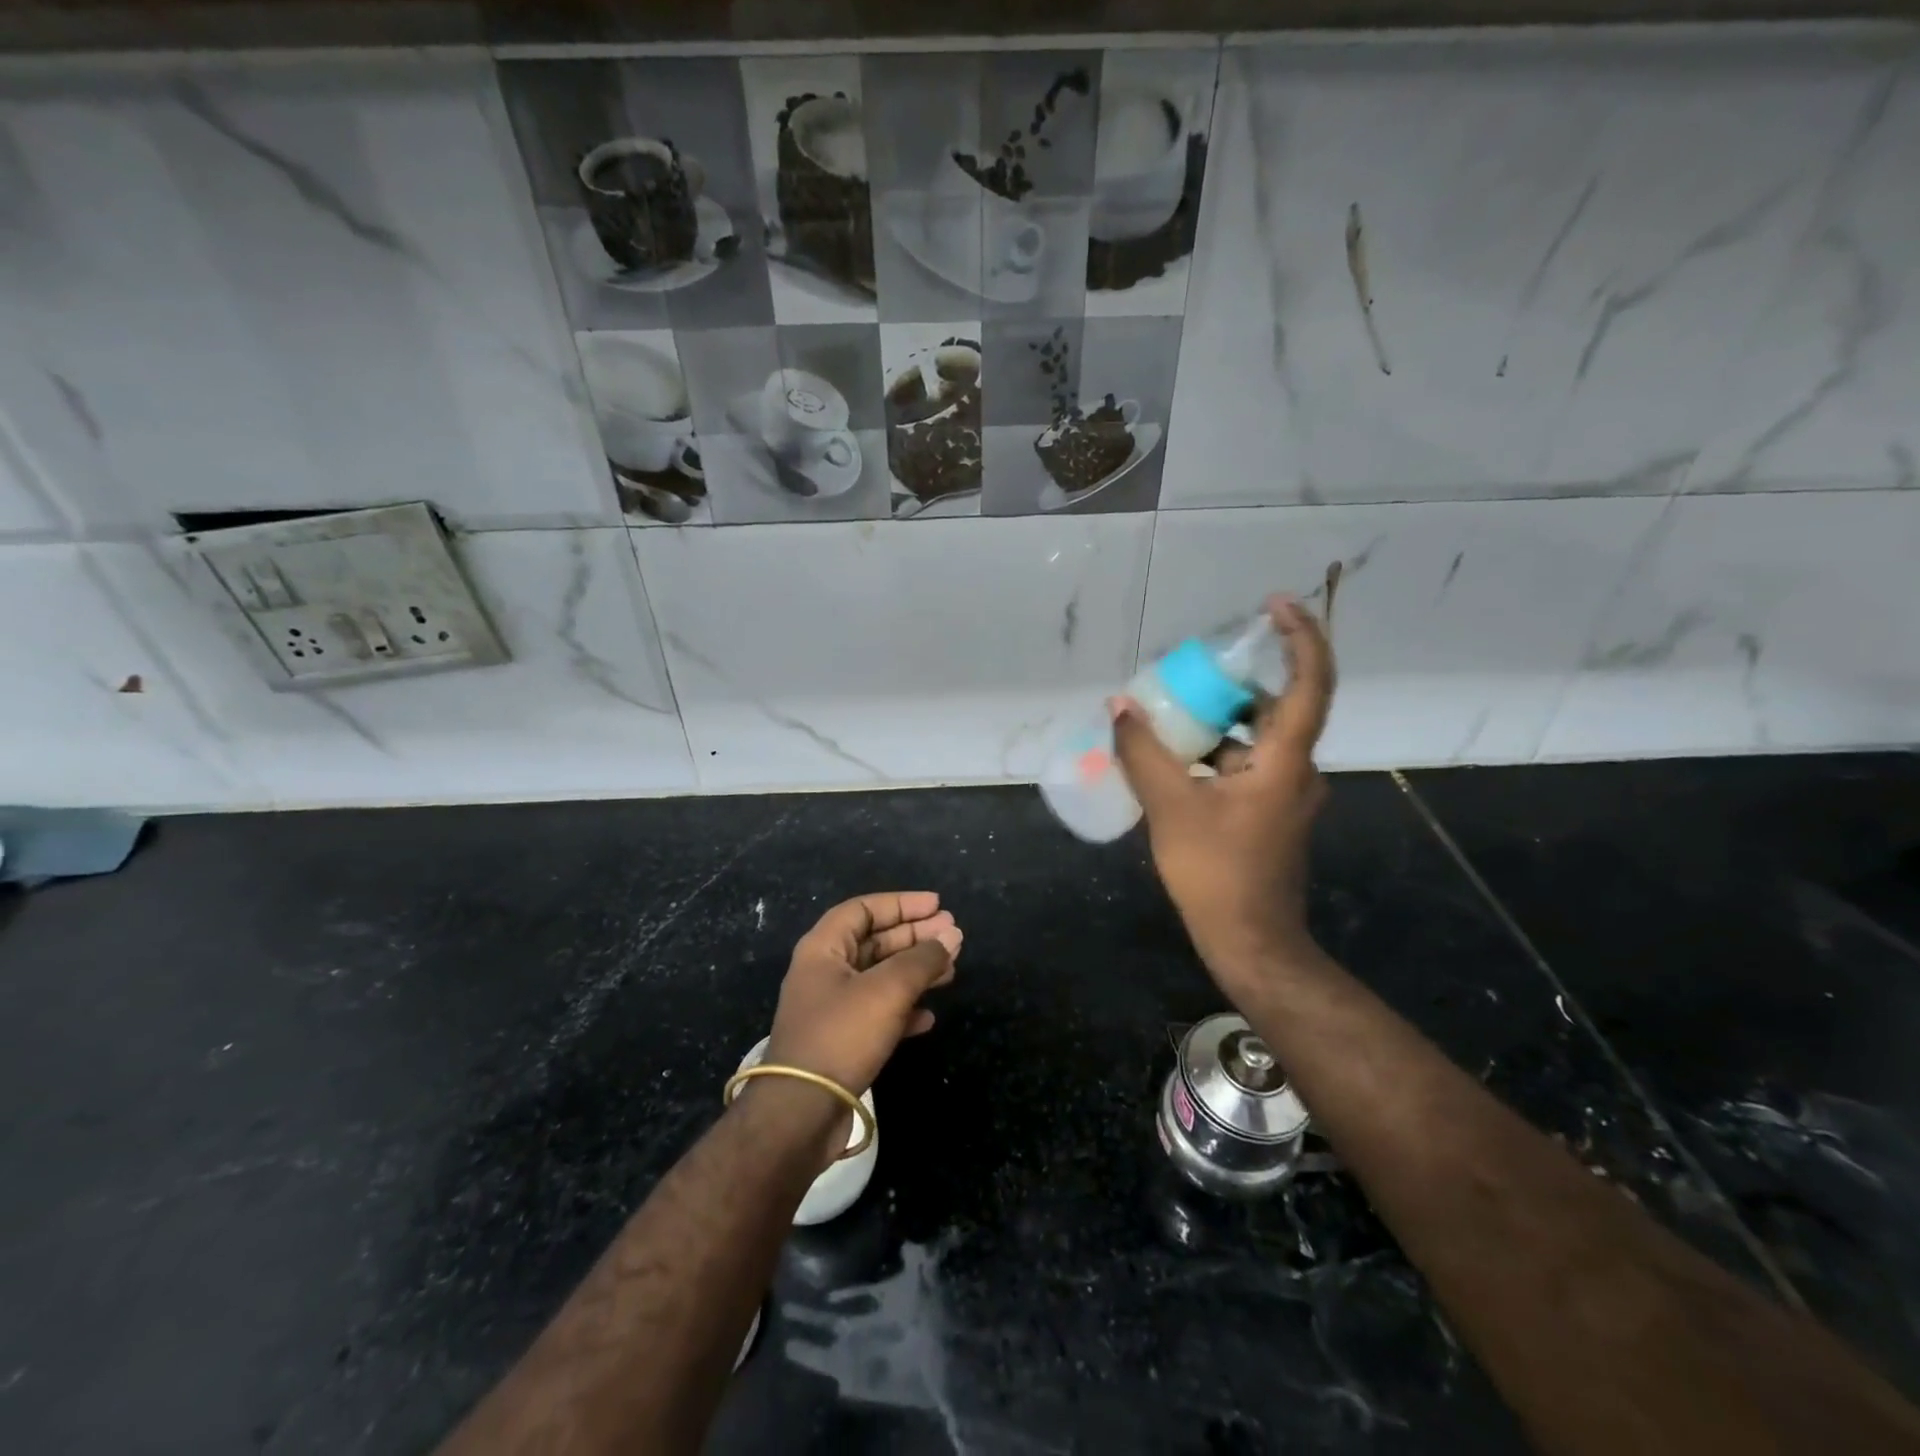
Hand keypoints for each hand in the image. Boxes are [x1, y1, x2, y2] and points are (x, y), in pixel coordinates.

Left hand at [763, 891, 960, 1112]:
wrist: (802, 1112)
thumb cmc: (842, 1035)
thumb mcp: (888, 989)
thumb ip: (923, 959)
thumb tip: (952, 935)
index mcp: (823, 948)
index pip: (864, 909)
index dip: (902, 903)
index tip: (938, 905)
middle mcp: (825, 972)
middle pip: (875, 941)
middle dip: (915, 936)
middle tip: (953, 934)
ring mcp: (832, 1008)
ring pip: (880, 977)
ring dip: (916, 971)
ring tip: (952, 970)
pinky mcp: (841, 1041)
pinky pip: (878, 1012)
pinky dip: (904, 1008)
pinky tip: (929, 1016)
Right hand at [1112, 595, 1335, 989]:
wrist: (1250, 941)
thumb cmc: (1216, 872)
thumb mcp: (1170, 807)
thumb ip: (1143, 753)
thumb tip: (1120, 707)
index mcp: (1285, 761)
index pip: (1309, 683)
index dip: (1300, 637)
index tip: (1275, 604)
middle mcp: (1295, 770)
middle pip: (1276, 708)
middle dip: (1236, 682)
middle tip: (1193, 668)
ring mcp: (1285, 795)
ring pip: (1256, 741)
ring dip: (1219, 722)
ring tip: (1172, 711)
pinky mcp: (1270, 815)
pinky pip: (1246, 767)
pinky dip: (1216, 755)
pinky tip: (1175, 760)